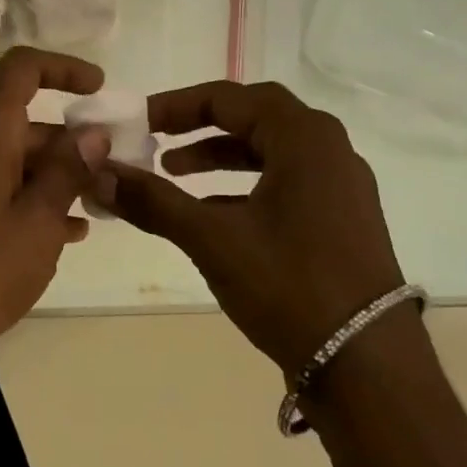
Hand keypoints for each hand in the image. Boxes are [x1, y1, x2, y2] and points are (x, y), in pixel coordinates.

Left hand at [0, 48, 111, 354]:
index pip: (21, 69)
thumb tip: (91, 133)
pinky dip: (14, 197)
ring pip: (1, 158)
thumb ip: (67, 172)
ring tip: (86, 215)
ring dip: (44, 178)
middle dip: (64, 146)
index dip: (63, 70)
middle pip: (16, 122)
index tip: (98, 89)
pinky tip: (49, 236)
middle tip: (104, 179)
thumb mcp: (37, 224)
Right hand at [97, 81, 405, 375]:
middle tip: (159, 137)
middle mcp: (329, 149)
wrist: (368, 368)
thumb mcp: (212, 238)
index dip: (178, 105)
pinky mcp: (343, 218)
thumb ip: (153, 201)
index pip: (230, 98)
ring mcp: (342, 185)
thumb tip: (98, 174)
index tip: (141, 120)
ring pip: (271, 150)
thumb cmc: (289, 285)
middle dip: (201, 123)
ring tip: (175, 172)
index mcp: (304, 138)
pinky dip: (246, 184)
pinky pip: (287, 180)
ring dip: (222, 154)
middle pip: (255, 115)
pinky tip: (213, 212)